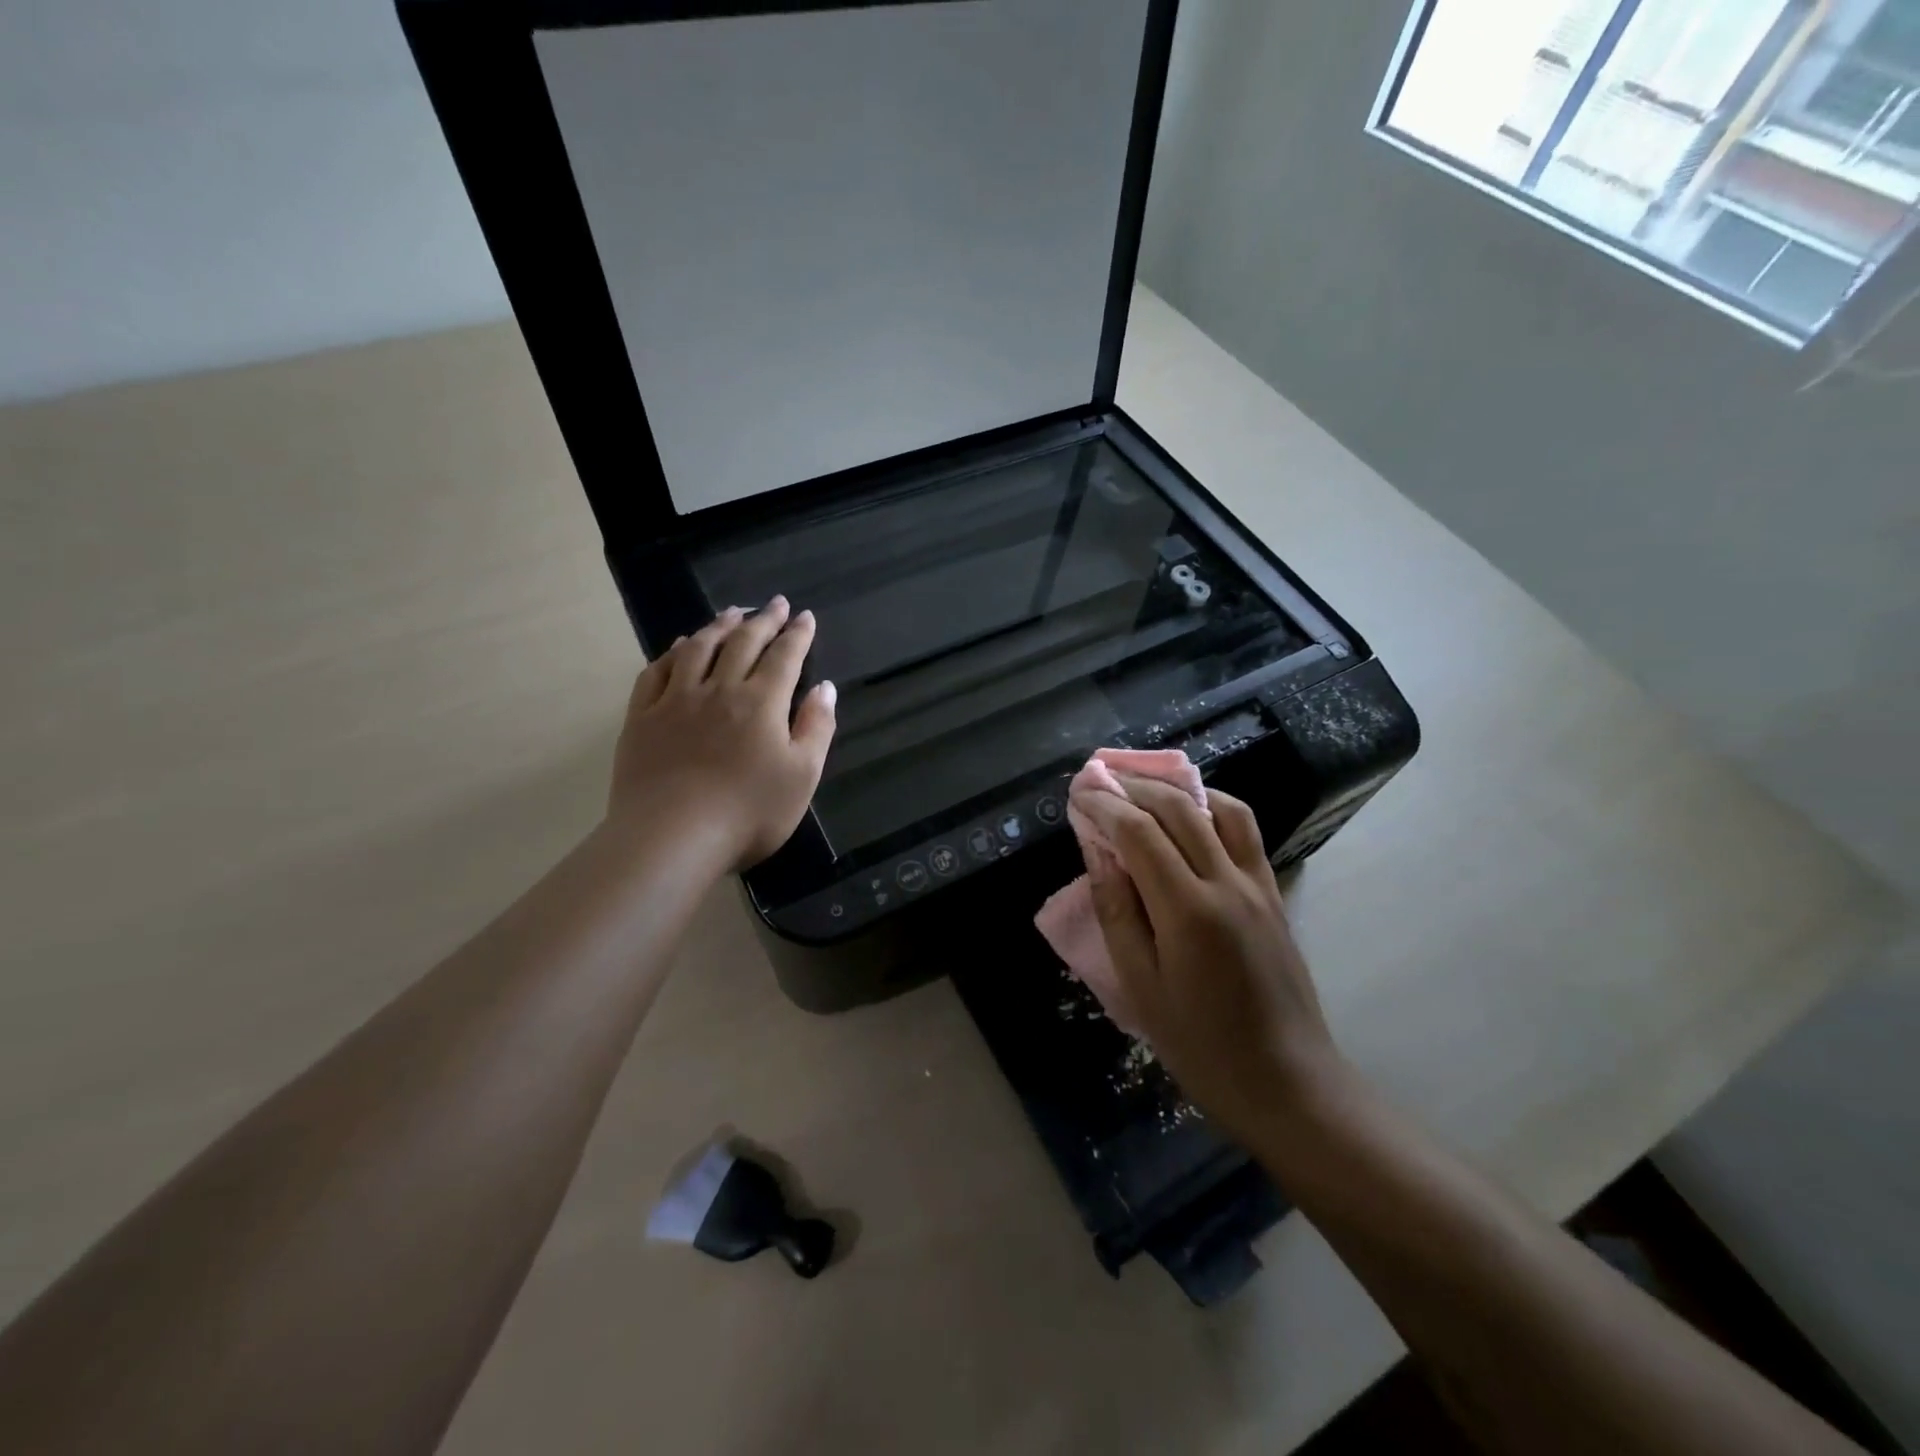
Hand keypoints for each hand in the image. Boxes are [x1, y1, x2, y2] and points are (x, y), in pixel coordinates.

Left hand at [609, 598, 836, 870]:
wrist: (672, 837)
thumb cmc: (748, 812)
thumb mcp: (802, 776)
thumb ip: (816, 728)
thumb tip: (825, 688)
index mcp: (762, 703)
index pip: (784, 657)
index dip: (797, 635)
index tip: (805, 616)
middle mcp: (720, 689)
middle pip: (743, 643)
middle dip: (763, 620)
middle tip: (774, 603)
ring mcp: (676, 701)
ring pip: (699, 649)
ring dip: (719, 626)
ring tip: (732, 612)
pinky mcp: (643, 718)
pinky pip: (657, 672)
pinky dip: (673, 652)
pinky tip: (681, 645)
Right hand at [1074, 777, 1346, 1142]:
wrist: (1289, 1083)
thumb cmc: (1201, 1046)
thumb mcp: (1141, 987)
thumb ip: (1117, 912)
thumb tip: (1098, 853)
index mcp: (1188, 911)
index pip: (1140, 833)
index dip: (1106, 806)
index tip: (1079, 793)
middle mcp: (1227, 884)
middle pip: (1180, 809)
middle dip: (1135, 786)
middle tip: (1101, 780)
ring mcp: (1258, 885)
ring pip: (1220, 809)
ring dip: (1177, 788)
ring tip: (1143, 788)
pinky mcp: (1274, 894)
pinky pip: (1245, 832)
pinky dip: (1213, 807)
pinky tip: (1192, 814)